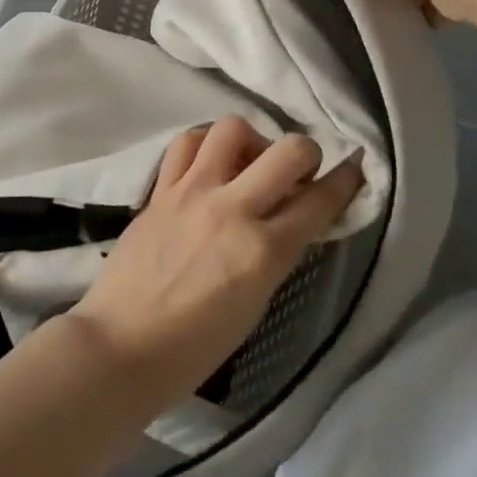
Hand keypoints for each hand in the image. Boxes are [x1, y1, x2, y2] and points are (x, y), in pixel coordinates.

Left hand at [65, 117, 363, 407]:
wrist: (122, 345)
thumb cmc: (195, 347)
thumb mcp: (255, 304)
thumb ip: (276, 254)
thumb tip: (291, 218)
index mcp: (263, 251)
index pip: (318, 201)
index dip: (345, 181)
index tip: (353, 167)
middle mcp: (231, 209)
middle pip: (287, 150)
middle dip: (305, 152)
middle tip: (298, 171)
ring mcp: (191, 192)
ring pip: (233, 128)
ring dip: (252, 140)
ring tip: (247, 162)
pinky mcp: (160, 189)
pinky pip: (187, 143)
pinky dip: (205, 143)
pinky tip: (208, 162)